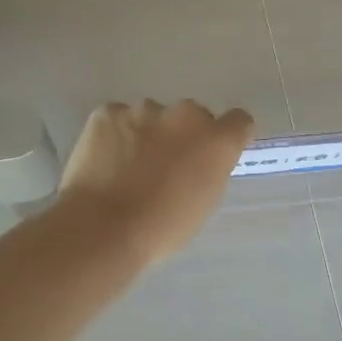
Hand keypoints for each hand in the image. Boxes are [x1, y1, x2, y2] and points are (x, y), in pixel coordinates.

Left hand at [59, 100, 253, 265]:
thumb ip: (208, 172)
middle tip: (164, 165)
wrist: (103, 228)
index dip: (227, 136)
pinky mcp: (108, 112)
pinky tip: (104, 162)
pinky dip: (114, 136)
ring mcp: (143, 110)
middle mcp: (186, 115)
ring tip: (126, 167)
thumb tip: (198, 163)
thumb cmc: (161, 229)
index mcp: (216, 141)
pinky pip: (116, 119)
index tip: (214, 153)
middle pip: (191, 116)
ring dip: (146, 134)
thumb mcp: (203, 205)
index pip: (238, 121)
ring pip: (151, 116)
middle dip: (183, 135)